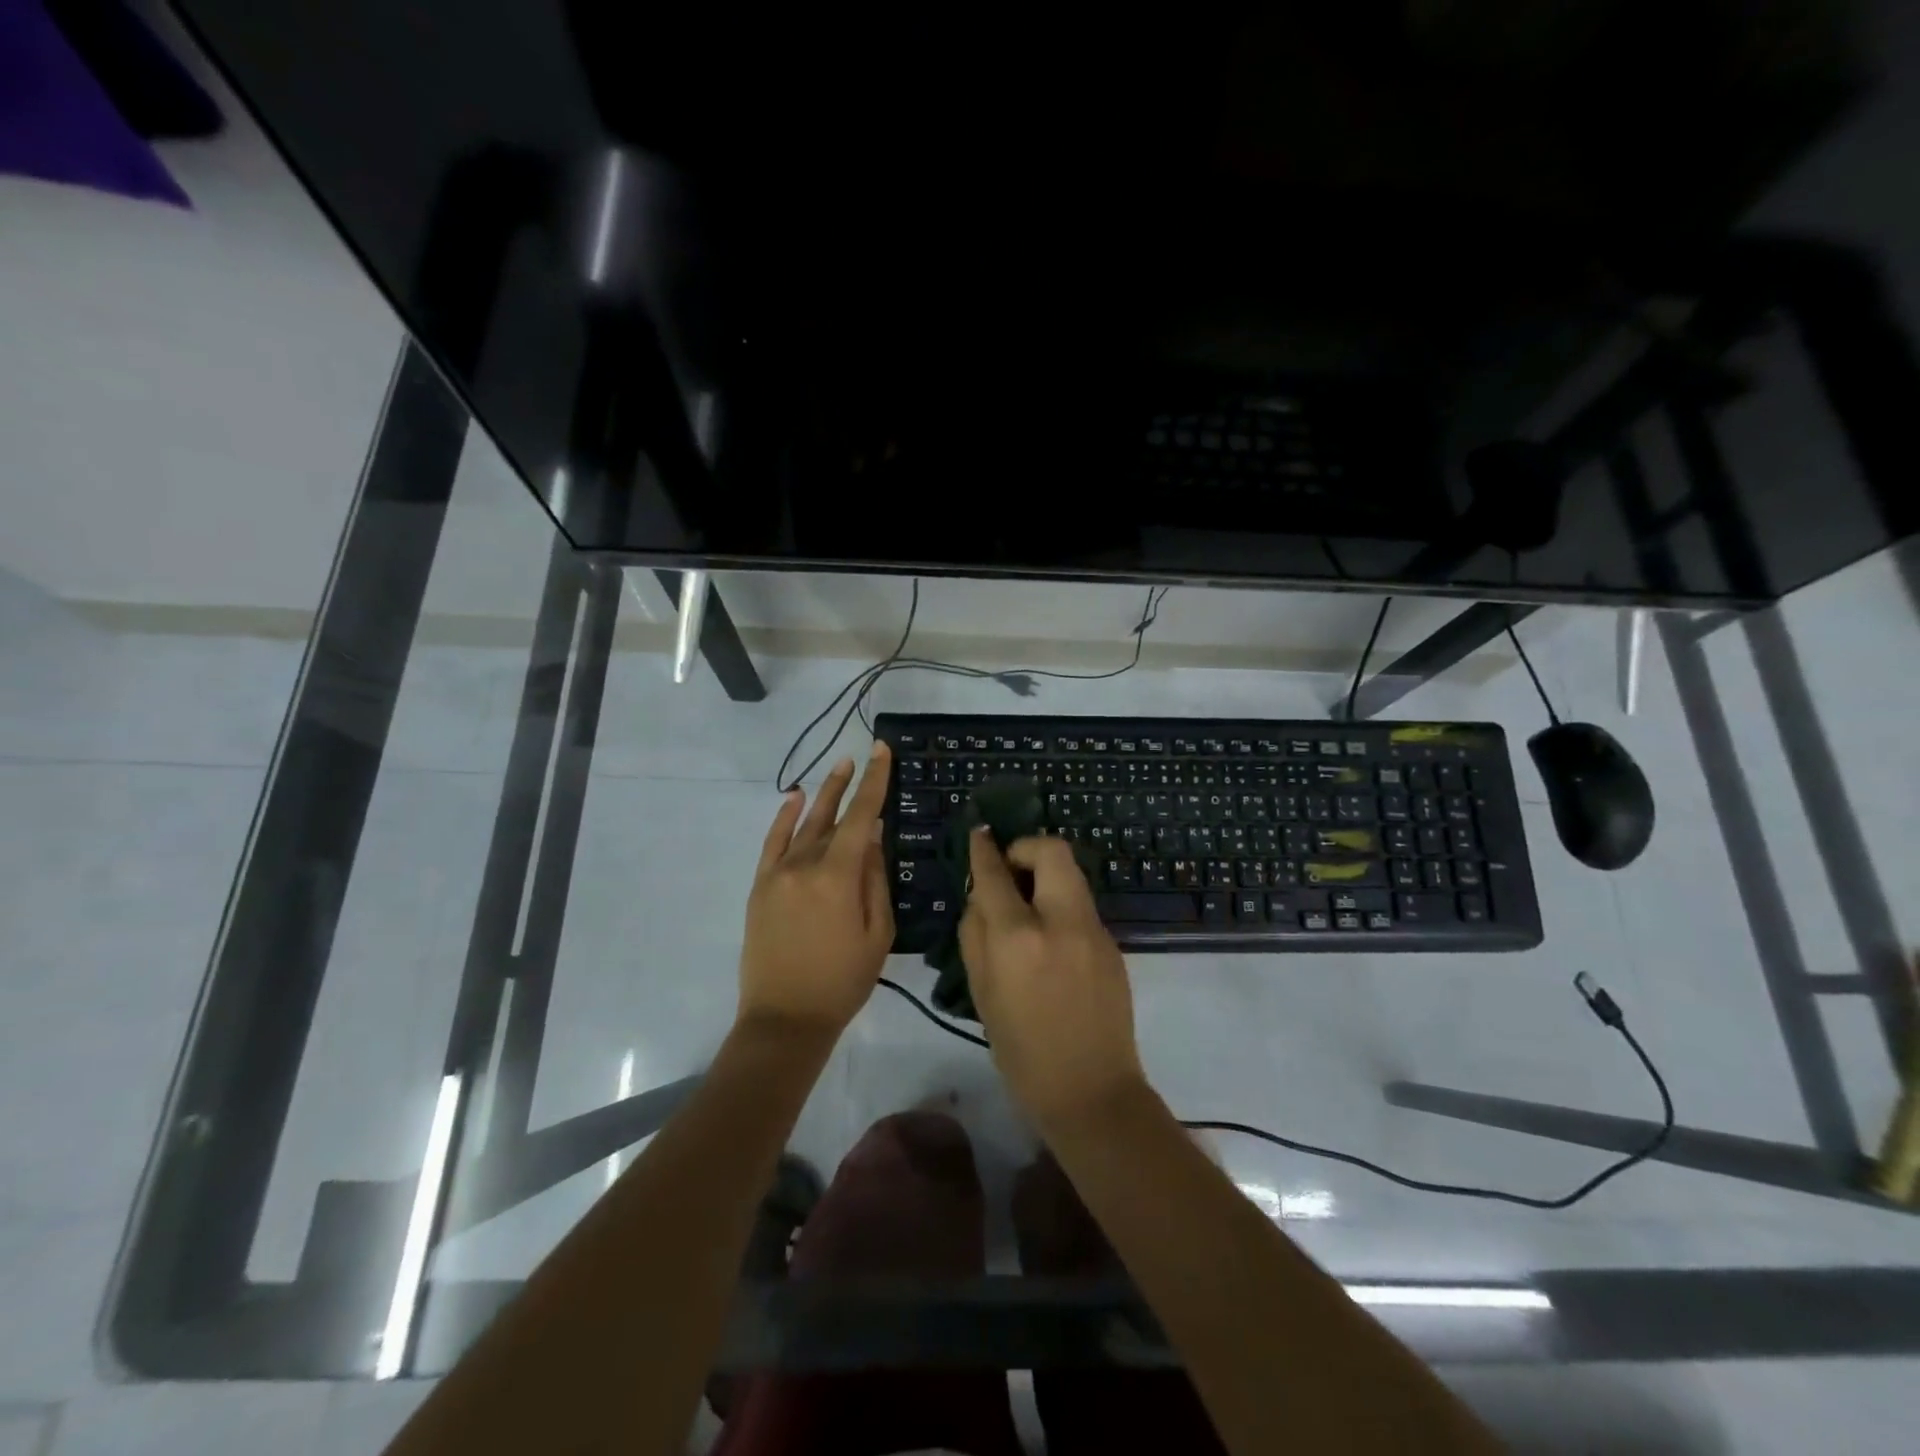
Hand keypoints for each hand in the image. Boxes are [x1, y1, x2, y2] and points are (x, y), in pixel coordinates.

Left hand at [739, 743, 894, 1039]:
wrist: (785, 1018)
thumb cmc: (843, 980)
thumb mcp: (877, 933)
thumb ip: (875, 880)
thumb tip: (874, 839)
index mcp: (838, 876)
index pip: (861, 816)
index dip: (874, 782)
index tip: (882, 752)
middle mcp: (805, 864)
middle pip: (831, 814)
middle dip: (850, 783)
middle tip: (862, 756)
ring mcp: (778, 873)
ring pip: (804, 824)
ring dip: (822, 795)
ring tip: (838, 769)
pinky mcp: (761, 886)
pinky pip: (773, 842)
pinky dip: (784, 818)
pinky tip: (794, 797)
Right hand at [959, 831, 1148, 1132]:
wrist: (1091, 1090)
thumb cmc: (1022, 1051)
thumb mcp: (982, 993)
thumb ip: (976, 934)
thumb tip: (980, 896)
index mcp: (1019, 939)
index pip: (996, 874)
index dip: (984, 849)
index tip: (979, 834)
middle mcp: (1061, 923)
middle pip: (1051, 851)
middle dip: (1026, 848)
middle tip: (1010, 870)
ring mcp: (1094, 931)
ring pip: (1071, 875)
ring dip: (1045, 876)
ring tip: (1027, 905)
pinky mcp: (1112, 944)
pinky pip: (1081, 905)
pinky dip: (1060, 904)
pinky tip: (1051, 938)